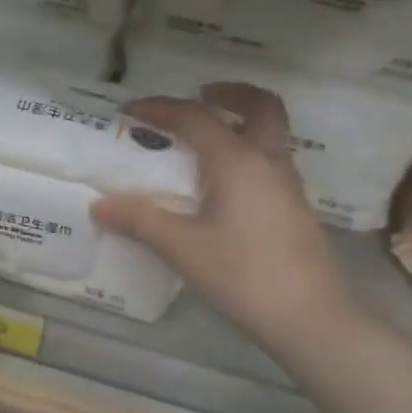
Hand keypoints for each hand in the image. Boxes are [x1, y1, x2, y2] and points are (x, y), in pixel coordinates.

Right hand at [94, 84, 357, 349]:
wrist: (311, 319)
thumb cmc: (243, 275)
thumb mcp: (182, 248)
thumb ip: (140, 220)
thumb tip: (100, 205)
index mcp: (238, 161)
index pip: (196, 117)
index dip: (161, 108)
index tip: (131, 112)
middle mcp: (268, 162)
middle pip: (261, 106)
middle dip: (230, 93)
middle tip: (199, 96)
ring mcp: (288, 185)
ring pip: (271, 134)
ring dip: (241, 122)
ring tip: (205, 141)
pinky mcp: (295, 209)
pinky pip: (271, 161)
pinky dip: (247, 152)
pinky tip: (223, 185)